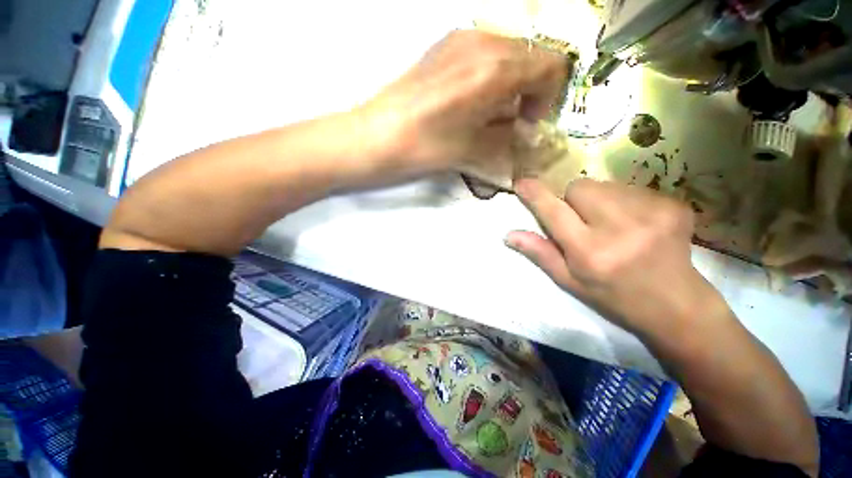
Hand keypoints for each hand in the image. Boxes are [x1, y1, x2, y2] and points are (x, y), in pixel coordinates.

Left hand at [360, 30, 567, 177]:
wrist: (377, 136)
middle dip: (531, 90)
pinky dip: (490, 76)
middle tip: (513, 121)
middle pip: (531, 56)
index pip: (552, 66)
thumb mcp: (474, 151)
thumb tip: (524, 135)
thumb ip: (508, 141)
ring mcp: (459, 39)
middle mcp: (483, 42)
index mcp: (497, 69)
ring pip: (507, 53)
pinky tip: (471, 101)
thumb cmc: (427, 147)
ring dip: (511, 83)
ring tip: (490, 114)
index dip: (548, 98)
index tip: (529, 123)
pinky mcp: (442, 47)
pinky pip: (483, 53)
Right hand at [506, 178, 723, 335]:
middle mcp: (620, 228)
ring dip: (598, 200)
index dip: (535, 195)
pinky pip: (631, 188)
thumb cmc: (613, 296)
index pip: (554, 212)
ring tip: (611, 224)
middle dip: (572, 199)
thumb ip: (540, 253)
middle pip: (580, 187)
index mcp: (590, 252)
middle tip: (583, 221)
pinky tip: (635, 223)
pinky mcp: (673, 205)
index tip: (521, 183)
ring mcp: (652, 213)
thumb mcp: (569, 281)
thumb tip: (509, 235)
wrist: (676, 304)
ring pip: (605, 185)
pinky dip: (624, 201)